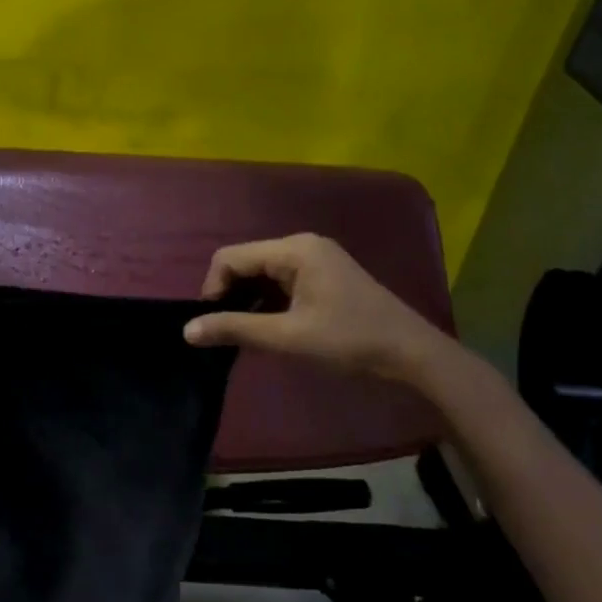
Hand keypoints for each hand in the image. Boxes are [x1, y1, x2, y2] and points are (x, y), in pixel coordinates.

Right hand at [182, 233, 450, 381]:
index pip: (230, 258)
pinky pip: (280, 282)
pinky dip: (266, 302)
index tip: (212, 324)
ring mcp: (316, 259)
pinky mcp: (324, 276)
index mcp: (294, 249)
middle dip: (229, 295)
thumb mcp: (288, 337)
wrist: (415, 355)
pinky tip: (267, 327)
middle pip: (245, 262)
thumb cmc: (350, 341)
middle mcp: (302, 245)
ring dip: (247, 301)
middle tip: (225, 332)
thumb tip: (186, 330)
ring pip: (261, 274)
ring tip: (244, 333)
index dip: (212, 289)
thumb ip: (235, 329)